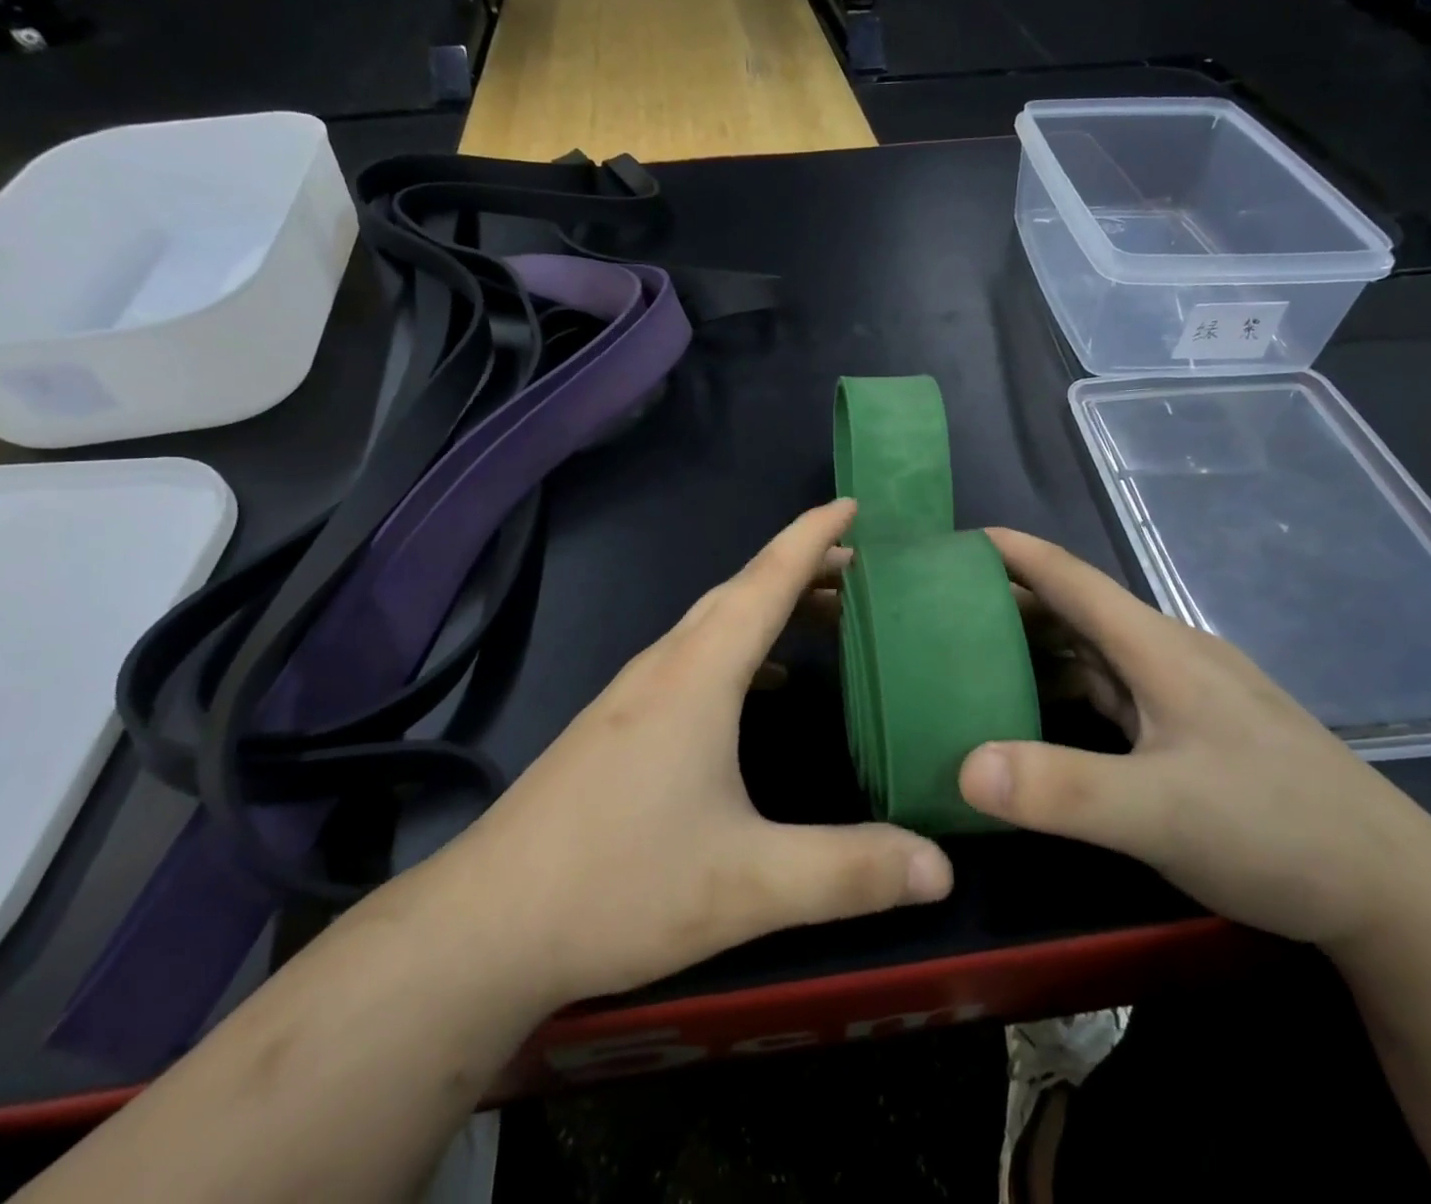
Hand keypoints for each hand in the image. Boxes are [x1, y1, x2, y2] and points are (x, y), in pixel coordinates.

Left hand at [450, 499, 953, 1008]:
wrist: (486, 925)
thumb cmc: (620, 884)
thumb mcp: (749, 885)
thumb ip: (850, 872)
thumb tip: (944, 867)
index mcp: (697, 674)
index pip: (766, 580)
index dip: (811, 537)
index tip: (852, 505)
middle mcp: (663, 667)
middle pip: (739, 591)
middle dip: (801, 568)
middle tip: (860, 569)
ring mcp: (631, 694)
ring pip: (711, 623)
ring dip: (767, 605)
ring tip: (821, 617)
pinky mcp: (614, 725)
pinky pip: (691, 657)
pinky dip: (737, 647)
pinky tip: (756, 687)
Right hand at [957, 529, 1430, 950]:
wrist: (1395, 894)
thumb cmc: (1276, 830)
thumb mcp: (1160, 813)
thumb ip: (1063, 790)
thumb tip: (964, 767)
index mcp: (1158, 648)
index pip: (1072, 577)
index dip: (1012, 552)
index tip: (953, 542)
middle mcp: (1168, 656)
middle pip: (1076, 610)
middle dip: (1009, 601)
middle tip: (940, 610)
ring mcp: (1183, 693)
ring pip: (1093, 652)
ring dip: (1036, 648)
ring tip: (972, 659)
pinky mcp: (1191, 730)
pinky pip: (1111, 691)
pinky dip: (1064, 690)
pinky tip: (1038, 717)